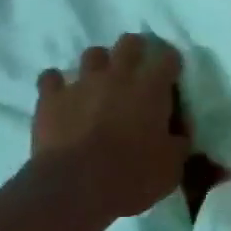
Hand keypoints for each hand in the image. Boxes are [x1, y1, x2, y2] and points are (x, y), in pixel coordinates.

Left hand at [32, 35, 189, 217]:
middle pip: (129, 43)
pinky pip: (51, 78)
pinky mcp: (52, 97)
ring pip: (92, 54)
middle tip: (136, 70)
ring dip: (98, 65)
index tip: (172, 74)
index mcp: (151, 88)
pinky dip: (56, 84)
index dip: (171, 63)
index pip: (168, 59)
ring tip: (99, 82)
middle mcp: (117, 75)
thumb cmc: (132, 176)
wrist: (76, 187)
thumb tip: (179, 132)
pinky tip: (60, 95)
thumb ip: (178, 142)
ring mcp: (82, 82)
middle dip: (135, 50)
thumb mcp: (171, 167)